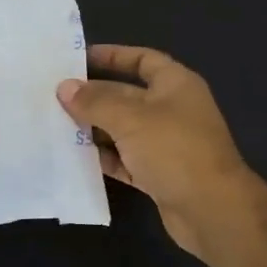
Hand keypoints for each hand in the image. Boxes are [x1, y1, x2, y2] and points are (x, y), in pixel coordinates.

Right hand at [57, 45, 258, 257]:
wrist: (211, 210)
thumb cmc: (174, 150)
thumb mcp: (130, 118)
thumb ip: (94, 102)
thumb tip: (64, 88)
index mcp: (175, 85)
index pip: (142, 59)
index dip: (112, 56)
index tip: (78, 59)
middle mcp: (172, 110)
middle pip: (127, 95)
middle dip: (94, 96)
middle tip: (55, 95)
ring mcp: (166, 144)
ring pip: (123, 129)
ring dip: (94, 128)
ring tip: (56, 124)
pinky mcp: (158, 174)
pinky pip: (125, 159)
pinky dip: (104, 157)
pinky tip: (74, 156)